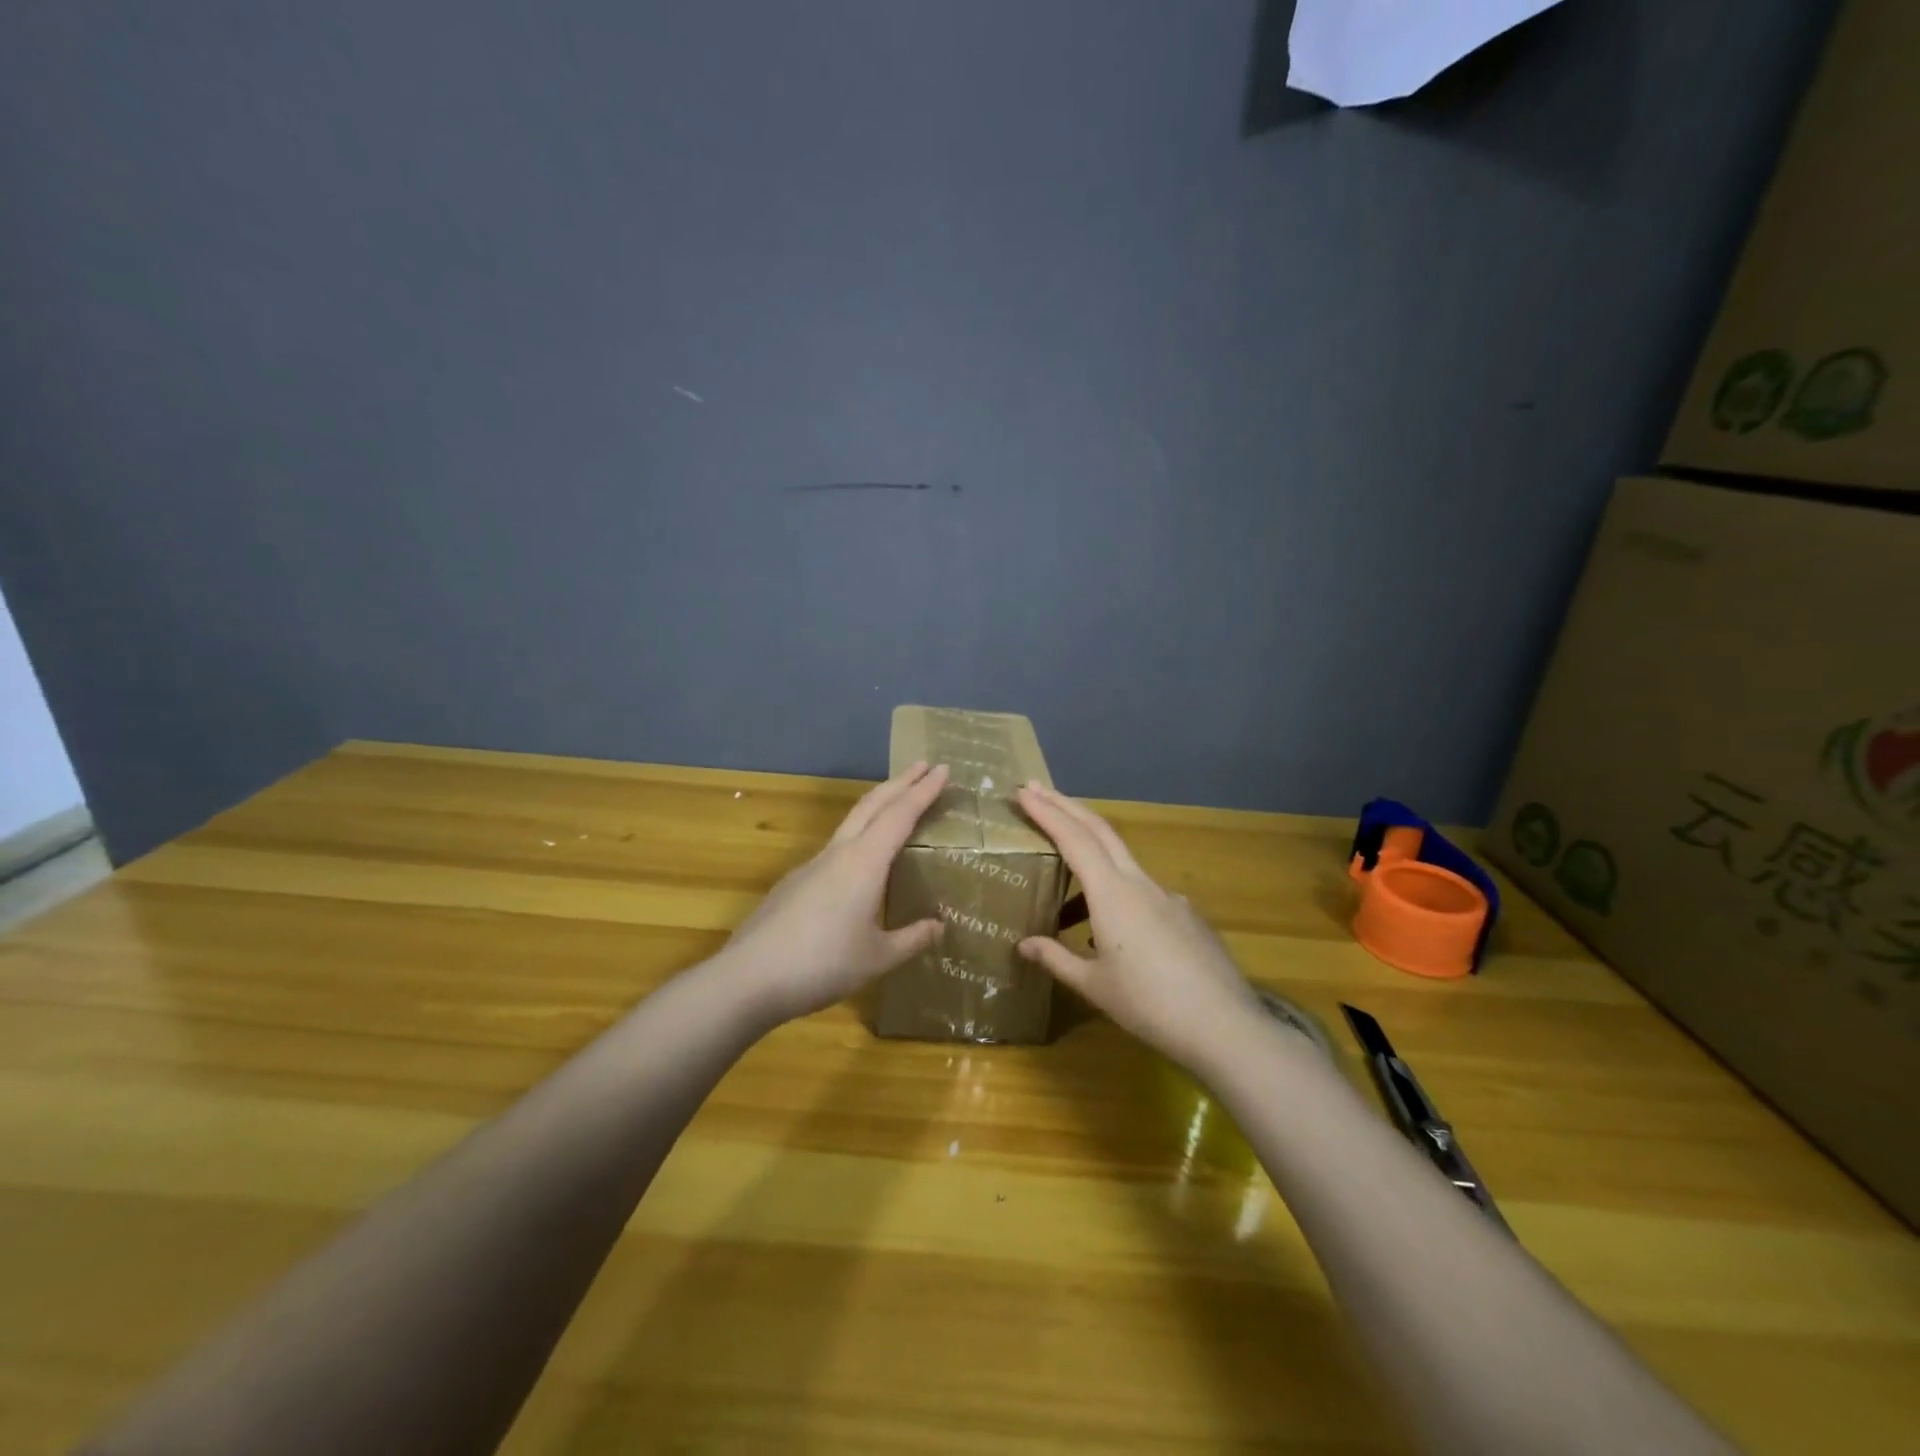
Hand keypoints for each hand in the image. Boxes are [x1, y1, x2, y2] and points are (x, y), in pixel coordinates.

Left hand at [720, 762, 949, 1023]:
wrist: (748, 978)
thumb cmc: (822, 965)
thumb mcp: (877, 958)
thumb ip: (911, 939)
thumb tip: (939, 925)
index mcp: (864, 863)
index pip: (900, 814)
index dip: (924, 791)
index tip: (943, 768)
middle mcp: (838, 854)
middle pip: (872, 804)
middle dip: (900, 782)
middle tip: (922, 766)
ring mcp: (811, 866)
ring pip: (850, 822)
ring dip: (877, 805)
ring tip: (896, 804)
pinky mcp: (794, 883)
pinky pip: (835, 848)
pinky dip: (858, 837)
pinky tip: (860, 864)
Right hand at [1015, 781, 1262, 1073]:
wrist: (1225, 1027)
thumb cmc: (1149, 1005)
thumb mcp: (1094, 985)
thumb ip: (1057, 958)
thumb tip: (1024, 944)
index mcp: (1112, 893)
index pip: (1073, 839)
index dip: (1047, 812)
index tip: (1023, 791)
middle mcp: (1140, 883)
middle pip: (1100, 830)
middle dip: (1067, 806)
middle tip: (1038, 791)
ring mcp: (1168, 896)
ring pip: (1122, 861)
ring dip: (1090, 855)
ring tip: (1063, 888)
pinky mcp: (1187, 915)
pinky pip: (1143, 891)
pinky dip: (1117, 892)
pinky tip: (1113, 931)